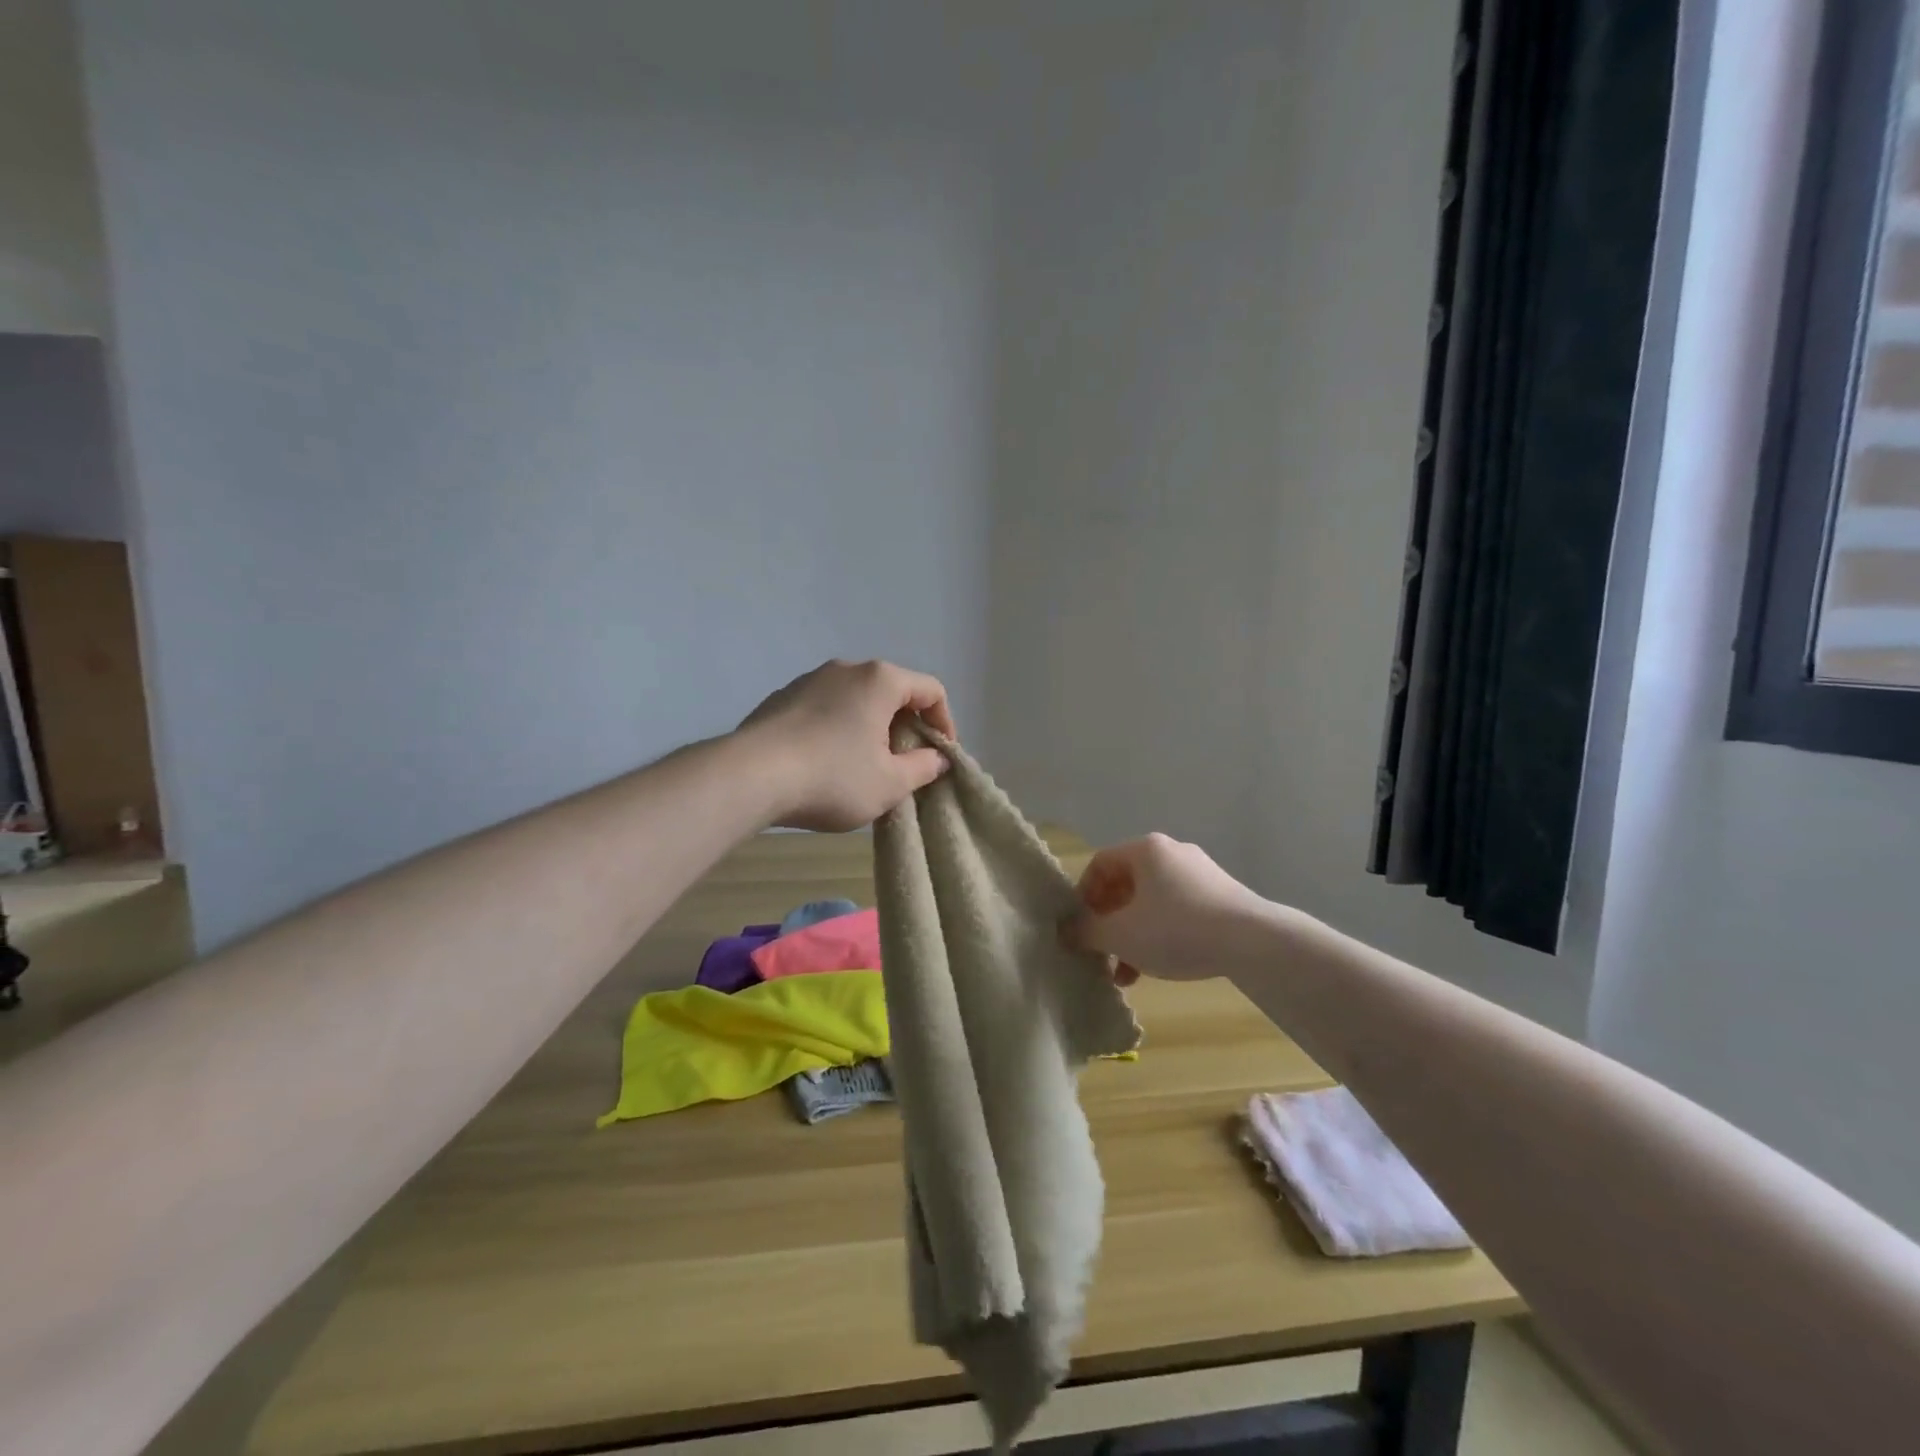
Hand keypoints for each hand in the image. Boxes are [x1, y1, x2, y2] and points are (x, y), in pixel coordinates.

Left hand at [738, 659, 954, 831]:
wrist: (751, 776)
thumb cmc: (833, 778)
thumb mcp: (890, 784)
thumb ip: (923, 768)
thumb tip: (937, 758)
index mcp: (881, 680)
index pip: (931, 690)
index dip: (945, 723)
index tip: (940, 756)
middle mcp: (847, 668)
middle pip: (893, 692)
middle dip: (906, 727)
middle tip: (905, 765)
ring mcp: (810, 679)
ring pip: (857, 699)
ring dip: (871, 728)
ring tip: (864, 766)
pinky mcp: (782, 697)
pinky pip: (826, 708)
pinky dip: (839, 729)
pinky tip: (826, 762)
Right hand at [1062, 834, 1269, 984]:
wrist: (1253, 941)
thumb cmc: (1175, 929)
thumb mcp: (1120, 935)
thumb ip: (1086, 932)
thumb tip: (1065, 931)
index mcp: (1145, 849)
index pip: (1099, 864)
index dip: (1082, 896)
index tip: (1079, 929)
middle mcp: (1172, 852)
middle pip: (1126, 885)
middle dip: (1109, 923)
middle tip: (1102, 954)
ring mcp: (1200, 873)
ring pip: (1152, 903)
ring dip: (1133, 935)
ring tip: (1127, 974)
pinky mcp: (1222, 895)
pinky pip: (1178, 911)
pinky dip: (1161, 935)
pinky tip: (1159, 967)